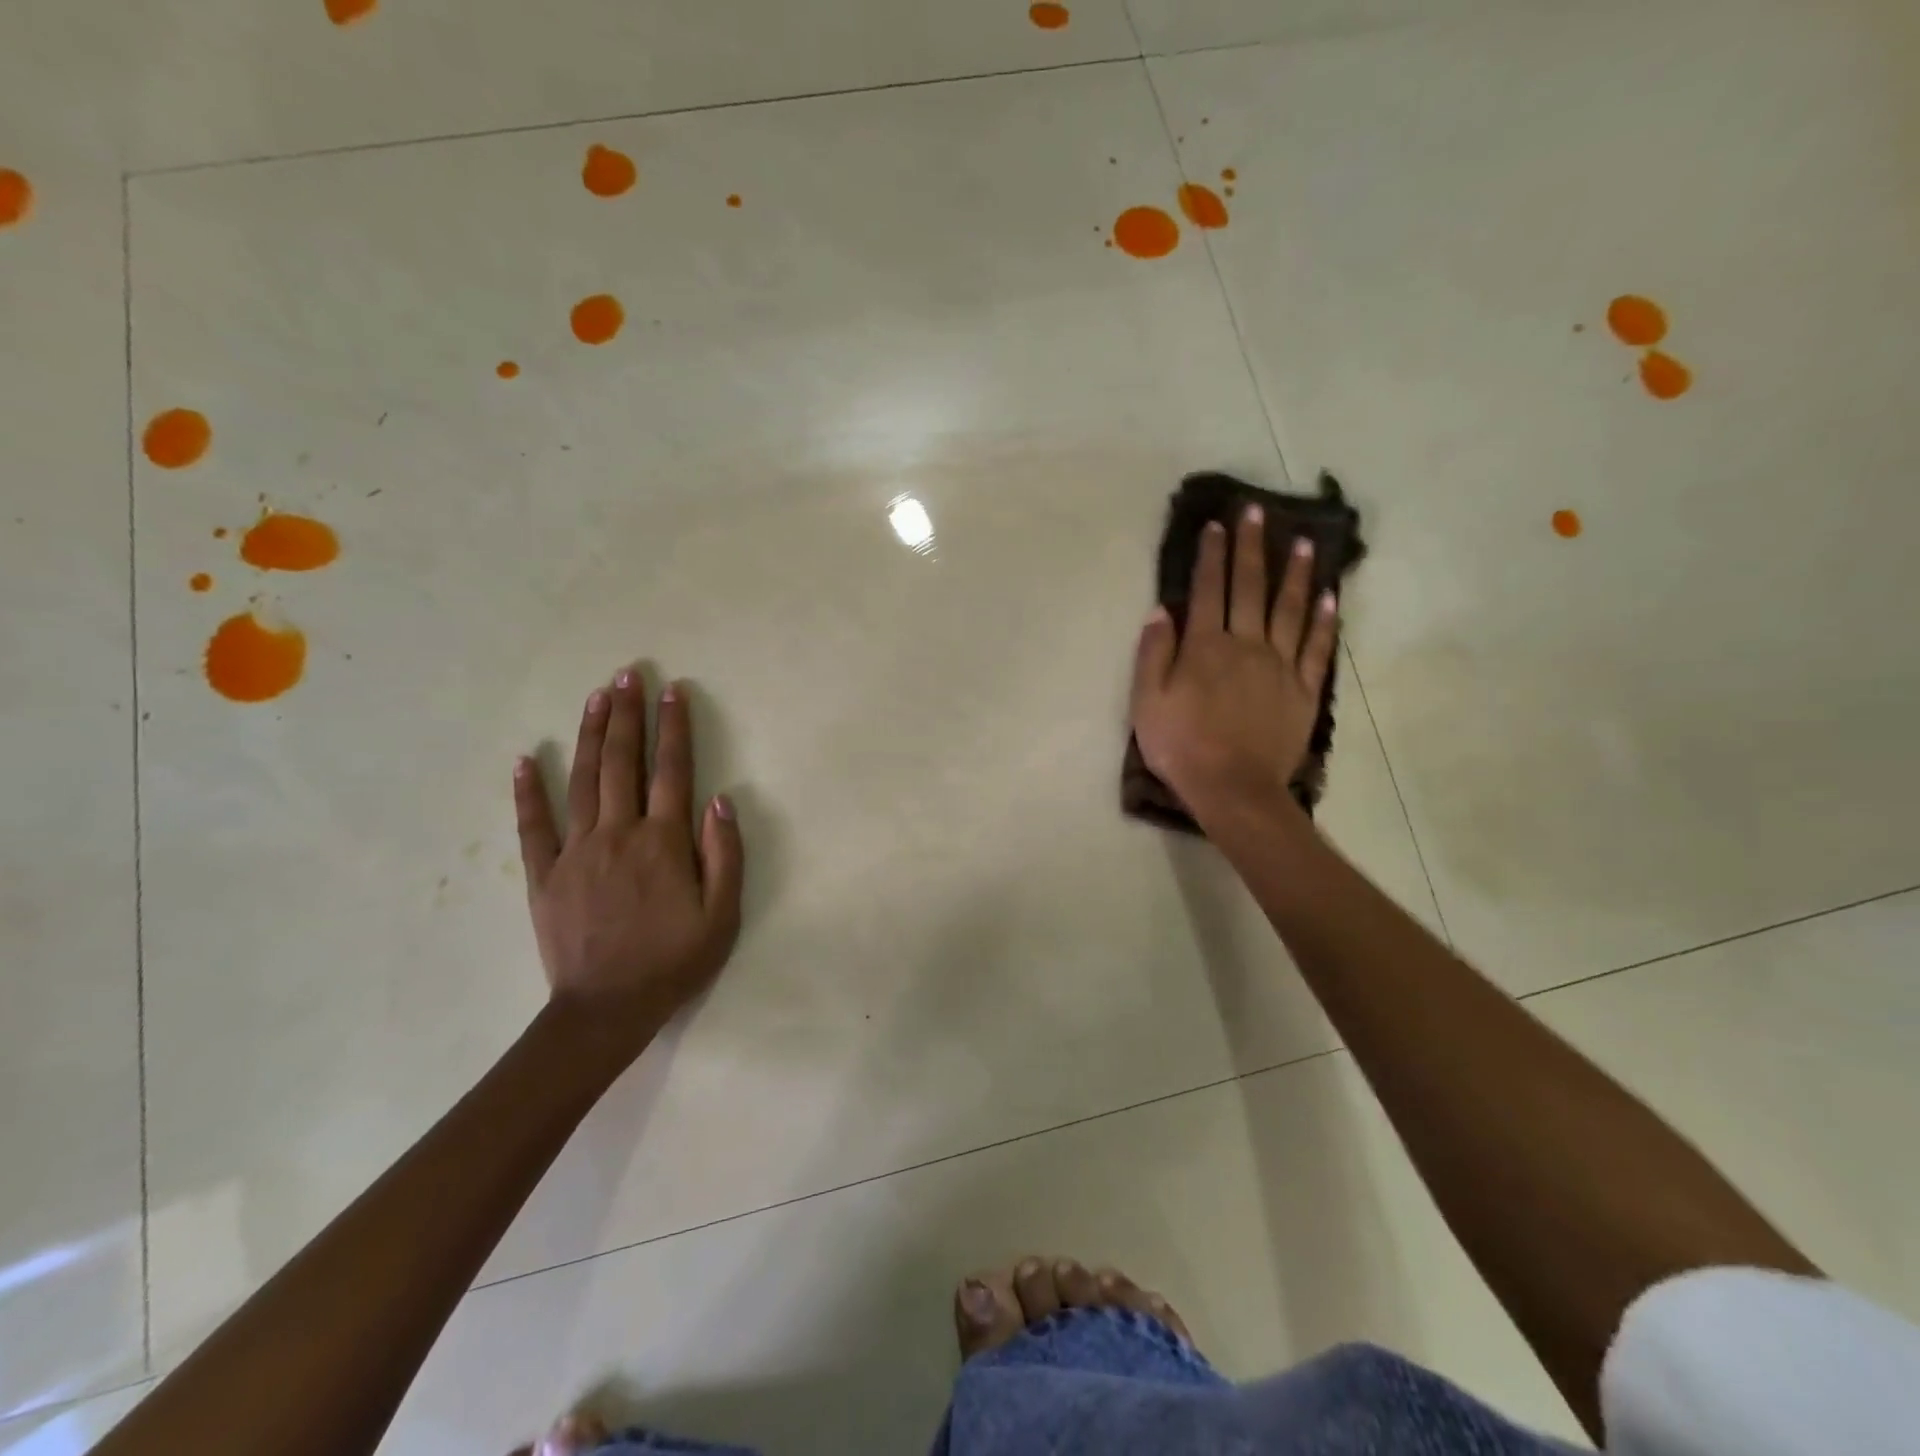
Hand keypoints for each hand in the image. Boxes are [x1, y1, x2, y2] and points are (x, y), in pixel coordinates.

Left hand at [513, 667, 743, 1062]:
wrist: (607, 1009)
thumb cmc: (674, 961)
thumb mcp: (722, 915)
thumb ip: (725, 855)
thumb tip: (719, 800)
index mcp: (663, 842)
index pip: (671, 771)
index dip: (674, 728)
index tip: (672, 691)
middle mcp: (618, 834)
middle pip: (622, 763)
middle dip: (626, 715)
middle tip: (627, 674)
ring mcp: (576, 852)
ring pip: (582, 781)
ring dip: (589, 735)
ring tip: (595, 697)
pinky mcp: (544, 875)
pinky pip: (533, 826)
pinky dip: (527, 791)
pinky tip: (524, 759)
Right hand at [1130, 504, 1338, 823]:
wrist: (1232, 788)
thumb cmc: (1181, 745)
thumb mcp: (1148, 701)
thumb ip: (1154, 653)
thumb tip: (1162, 610)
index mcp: (1205, 646)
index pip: (1207, 590)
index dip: (1211, 555)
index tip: (1217, 525)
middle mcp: (1246, 645)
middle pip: (1250, 588)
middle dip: (1252, 547)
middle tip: (1257, 511)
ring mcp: (1280, 667)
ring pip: (1290, 610)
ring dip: (1296, 574)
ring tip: (1304, 542)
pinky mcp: (1304, 691)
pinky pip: (1316, 649)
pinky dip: (1324, 622)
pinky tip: (1330, 598)